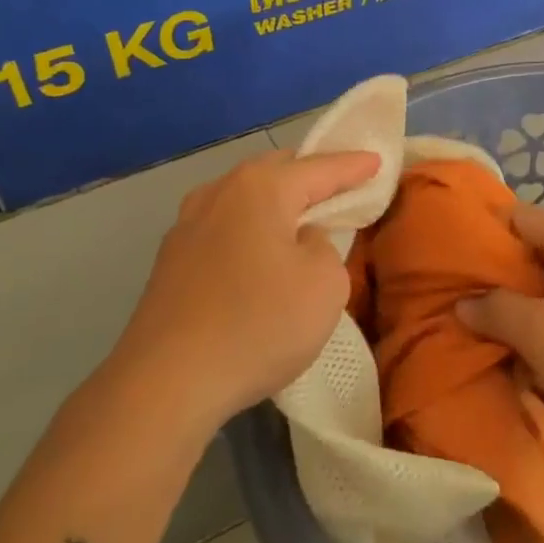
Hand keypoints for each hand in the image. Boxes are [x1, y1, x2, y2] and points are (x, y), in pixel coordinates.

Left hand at [109, 148, 380, 432]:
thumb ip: (325, 246)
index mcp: (261, 188)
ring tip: (298, 220)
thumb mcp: (324, 284)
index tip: (376, 160)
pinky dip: (248, 228)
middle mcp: (219, 192)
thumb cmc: (259, 324)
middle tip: (340, 190)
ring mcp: (187, 224)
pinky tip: (256, 253)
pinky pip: (223, 226)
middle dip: (310, 176)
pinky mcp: (170, 259)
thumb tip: (301, 239)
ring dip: (274, 203)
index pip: (319, 167)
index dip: (353, 166)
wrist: (167, 381)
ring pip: (243, 197)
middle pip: (275, 170)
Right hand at [457, 201, 543, 466]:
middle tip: (459, 298)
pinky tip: (523, 348)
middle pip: (534, 249)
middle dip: (498, 274)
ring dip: (520, 304)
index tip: (450, 261)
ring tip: (482, 325)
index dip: (483, 235)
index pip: (518, 216)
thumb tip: (465, 302)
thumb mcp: (541, 333)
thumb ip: (497, 309)